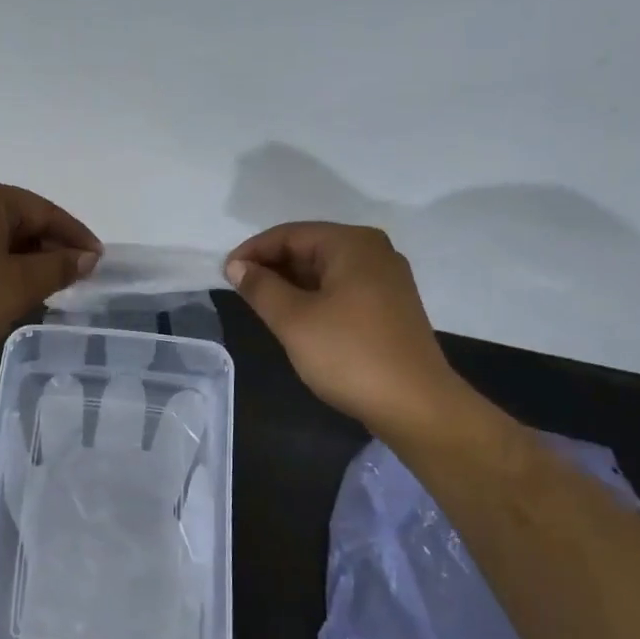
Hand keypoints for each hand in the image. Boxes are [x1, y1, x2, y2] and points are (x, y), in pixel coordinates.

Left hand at [0, 178, 100, 367]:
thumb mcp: (20, 285)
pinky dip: (1, 265)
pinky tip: (14, 289)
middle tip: (76, 277)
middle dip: (50, 248)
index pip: (43, 210)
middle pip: (20, 220)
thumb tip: (87, 257)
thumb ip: (58, 266)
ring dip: (27, 260)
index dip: (75, 236)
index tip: (98, 260)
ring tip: (49, 287)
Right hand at [225, 222, 463, 433]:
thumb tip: (237, 266)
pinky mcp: (390, 307)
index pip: (290, 234)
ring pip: (326, 271)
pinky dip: (314, 297)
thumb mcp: (294, 320)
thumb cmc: (349, 354)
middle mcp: (374, 252)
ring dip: (291, 284)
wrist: (415, 404)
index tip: (224, 274)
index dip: (253, 251)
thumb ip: (261, 288)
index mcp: (352, 244)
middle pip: (310, 248)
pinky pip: (342, 289)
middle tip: (240, 292)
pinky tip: (296, 319)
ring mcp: (386, 280)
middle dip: (272, 267)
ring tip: (261, 306)